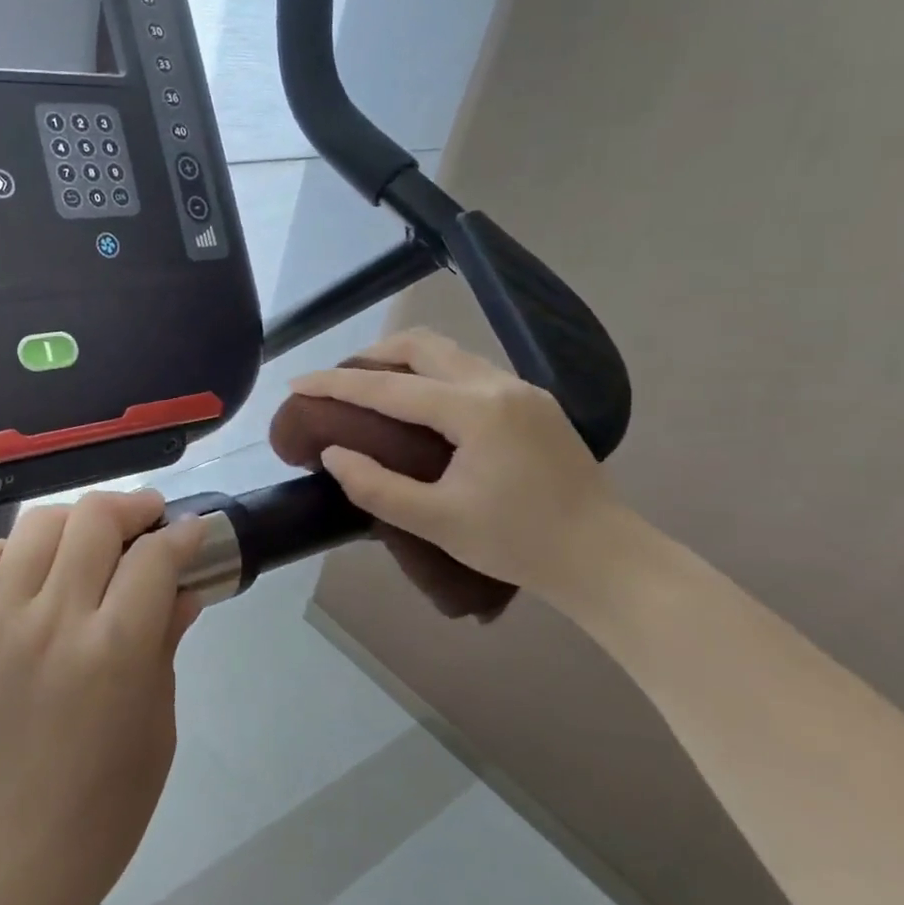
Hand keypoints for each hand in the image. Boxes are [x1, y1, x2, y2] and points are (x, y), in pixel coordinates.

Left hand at [0, 490, 206, 904]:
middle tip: (143, 520)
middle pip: (93, 520)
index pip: (154, 558)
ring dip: (73, 522)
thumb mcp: (156, 731)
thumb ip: (166, 646)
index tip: (190, 531)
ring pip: (36, 527)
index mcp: (114, 652)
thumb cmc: (97, 813)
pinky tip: (21, 573)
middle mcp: (51, 622)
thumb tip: (182, 589)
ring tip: (85, 542)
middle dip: (130, 507)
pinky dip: (4, 553)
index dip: (182, 534)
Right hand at [289, 329, 625, 603]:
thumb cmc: (519, 543)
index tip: (296, 383)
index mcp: (475, 411)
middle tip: (337, 383)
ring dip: (403, 361)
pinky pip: (469, 370)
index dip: (336, 385)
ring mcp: (522, 390)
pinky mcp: (534, 403)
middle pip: (421, 345)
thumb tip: (332, 454)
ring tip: (371, 389)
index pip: (389, 388)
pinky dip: (431, 374)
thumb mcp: (437, 522)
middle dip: (370, 356)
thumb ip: (375, 487)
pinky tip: (420, 405)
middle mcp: (499, 385)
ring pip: (448, 352)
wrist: (606, 559)